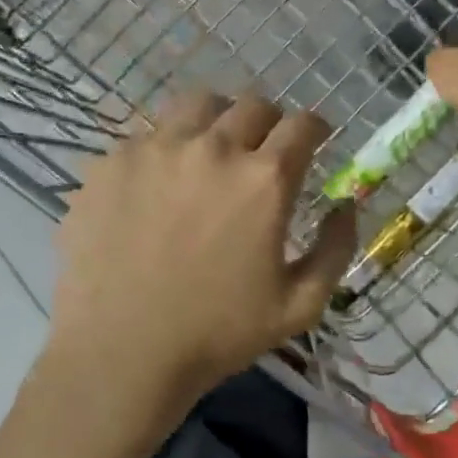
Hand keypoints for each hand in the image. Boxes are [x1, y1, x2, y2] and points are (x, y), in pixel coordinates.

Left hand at [49, 92, 358, 405]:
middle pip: (253, 105)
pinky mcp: (111, 163)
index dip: (314, 130)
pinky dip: (164, 151)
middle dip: (268, 124)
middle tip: (261, 153)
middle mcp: (212, 148)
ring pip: (196, 105)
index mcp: (264, 179)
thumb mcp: (300, 306)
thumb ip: (335, 249)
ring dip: (215, 121)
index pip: (303, 124)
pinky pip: (146, 136)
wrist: (121, 352)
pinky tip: (156, 187)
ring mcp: (155, 149)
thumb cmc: (217, 334)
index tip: (312, 143)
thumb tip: (346, 205)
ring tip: (208, 154)